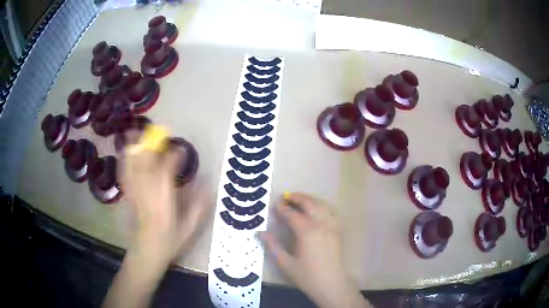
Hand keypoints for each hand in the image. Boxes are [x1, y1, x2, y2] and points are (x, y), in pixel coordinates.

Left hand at [121, 139, 209, 263]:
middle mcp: (147, 193)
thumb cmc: (169, 242)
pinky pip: (124, 174)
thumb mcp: (190, 229)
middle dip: (150, 145)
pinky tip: (124, 152)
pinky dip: (124, 161)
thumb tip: (207, 185)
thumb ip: (199, 207)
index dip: (173, 158)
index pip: (166, 172)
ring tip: (133, 131)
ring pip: (132, 165)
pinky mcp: (128, 195)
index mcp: (164, 201)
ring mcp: (135, 193)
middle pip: (145, 163)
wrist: (147, 252)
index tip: (180, 149)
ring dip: (133, 148)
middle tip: (156, 131)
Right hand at [260, 193, 369, 307]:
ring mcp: (332, 227)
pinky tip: (317, 210)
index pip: (292, 215)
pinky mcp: (338, 231)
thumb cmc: (306, 276)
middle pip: (309, 204)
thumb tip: (260, 232)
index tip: (275, 205)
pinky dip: (322, 207)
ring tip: (300, 199)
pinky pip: (331, 212)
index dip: (282, 209)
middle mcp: (321, 225)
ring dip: (310, 199)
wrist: (331, 284)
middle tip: (286, 196)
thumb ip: (273, 246)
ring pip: (322, 205)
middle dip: (297, 197)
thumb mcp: (285, 263)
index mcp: (306, 232)